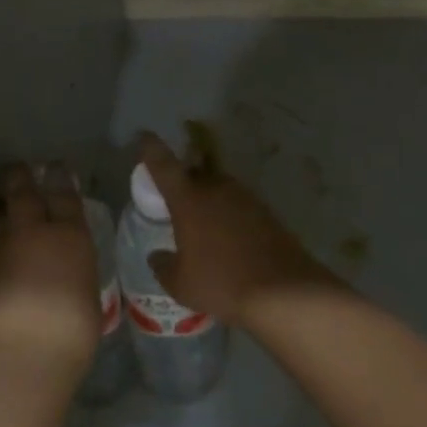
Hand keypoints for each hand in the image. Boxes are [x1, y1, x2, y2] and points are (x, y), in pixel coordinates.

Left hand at [0, 163, 99, 379]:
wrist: (23, 355)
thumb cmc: (73, 328)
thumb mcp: (88, 293)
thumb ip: (76, 272)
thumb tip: (69, 269)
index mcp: (69, 236)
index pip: (64, 196)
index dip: (60, 178)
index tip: (56, 166)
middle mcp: (32, 234)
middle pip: (23, 194)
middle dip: (20, 177)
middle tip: (18, 168)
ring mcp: (0, 253)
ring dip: (0, 209)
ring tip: (1, 206)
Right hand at [136, 133, 335, 326]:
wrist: (281, 290)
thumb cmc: (220, 283)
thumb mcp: (180, 284)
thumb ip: (163, 266)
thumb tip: (156, 256)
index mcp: (188, 199)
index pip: (163, 164)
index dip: (151, 148)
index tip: (145, 136)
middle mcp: (216, 188)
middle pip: (194, 172)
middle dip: (183, 178)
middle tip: (175, 197)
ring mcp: (244, 196)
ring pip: (218, 187)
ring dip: (208, 197)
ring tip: (203, 223)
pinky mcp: (265, 210)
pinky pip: (238, 204)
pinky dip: (229, 214)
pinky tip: (229, 237)